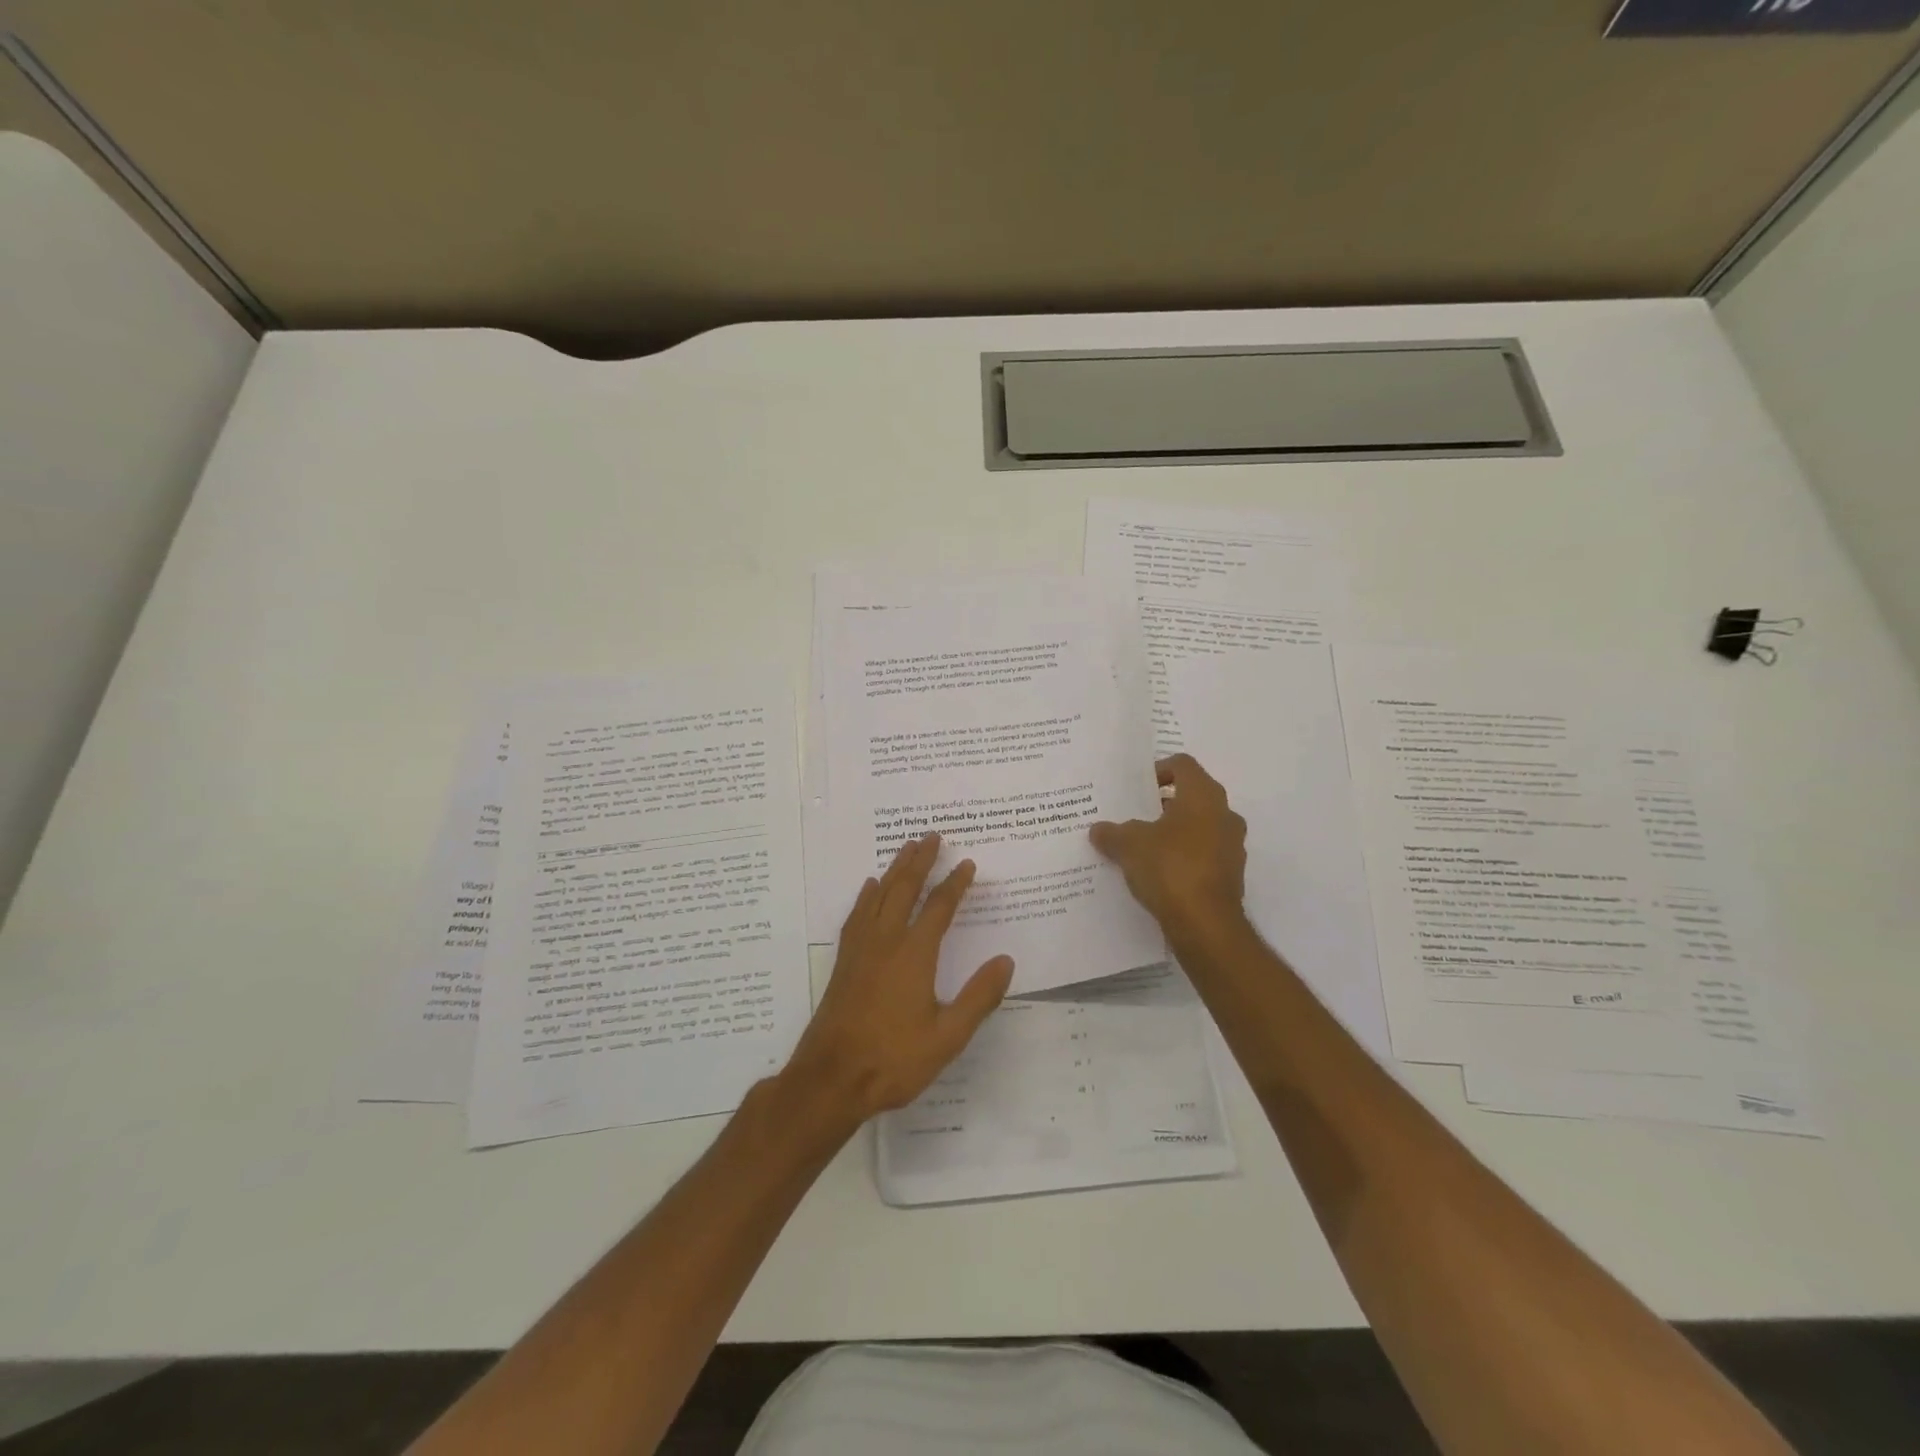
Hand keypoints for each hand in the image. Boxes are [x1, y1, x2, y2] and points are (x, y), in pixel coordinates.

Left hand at [780, 833, 1014, 1127]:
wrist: (831, 1078)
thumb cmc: (893, 1060)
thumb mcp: (948, 1037)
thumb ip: (978, 997)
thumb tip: (1005, 960)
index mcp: (914, 954)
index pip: (939, 908)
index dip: (955, 883)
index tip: (967, 863)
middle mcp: (886, 941)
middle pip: (904, 889)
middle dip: (920, 861)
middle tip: (932, 836)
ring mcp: (860, 949)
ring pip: (878, 895)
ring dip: (894, 870)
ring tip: (906, 849)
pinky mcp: (844, 961)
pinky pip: (857, 915)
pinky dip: (866, 896)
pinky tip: (869, 888)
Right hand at [1089, 753, 1248, 944]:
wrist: (1205, 924)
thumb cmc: (1169, 868)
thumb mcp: (1128, 845)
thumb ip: (1112, 832)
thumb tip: (1098, 829)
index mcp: (1203, 796)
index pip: (1183, 765)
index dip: (1158, 770)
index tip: (1136, 787)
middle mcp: (1225, 815)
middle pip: (1192, 796)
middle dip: (1163, 804)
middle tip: (1134, 815)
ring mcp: (1232, 847)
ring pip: (1199, 827)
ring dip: (1174, 832)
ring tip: (1142, 846)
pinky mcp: (1231, 875)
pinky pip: (1203, 855)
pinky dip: (1183, 857)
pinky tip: (1158, 873)